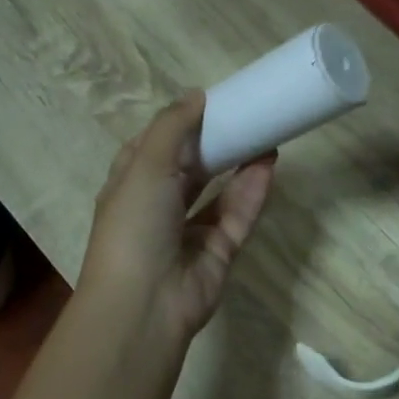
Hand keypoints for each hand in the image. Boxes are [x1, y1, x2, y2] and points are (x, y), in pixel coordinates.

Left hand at [80, 92, 274, 343]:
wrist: (144, 304)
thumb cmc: (134, 225)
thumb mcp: (145, 165)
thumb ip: (173, 127)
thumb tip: (196, 94)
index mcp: (130, 186)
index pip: (153, 147)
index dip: (178, 125)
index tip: (208, 103)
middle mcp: (158, 207)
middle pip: (191, 168)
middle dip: (215, 143)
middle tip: (246, 115)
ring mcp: (189, 232)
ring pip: (218, 192)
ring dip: (238, 164)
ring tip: (265, 134)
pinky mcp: (218, 253)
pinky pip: (237, 216)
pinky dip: (251, 192)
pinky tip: (268, 164)